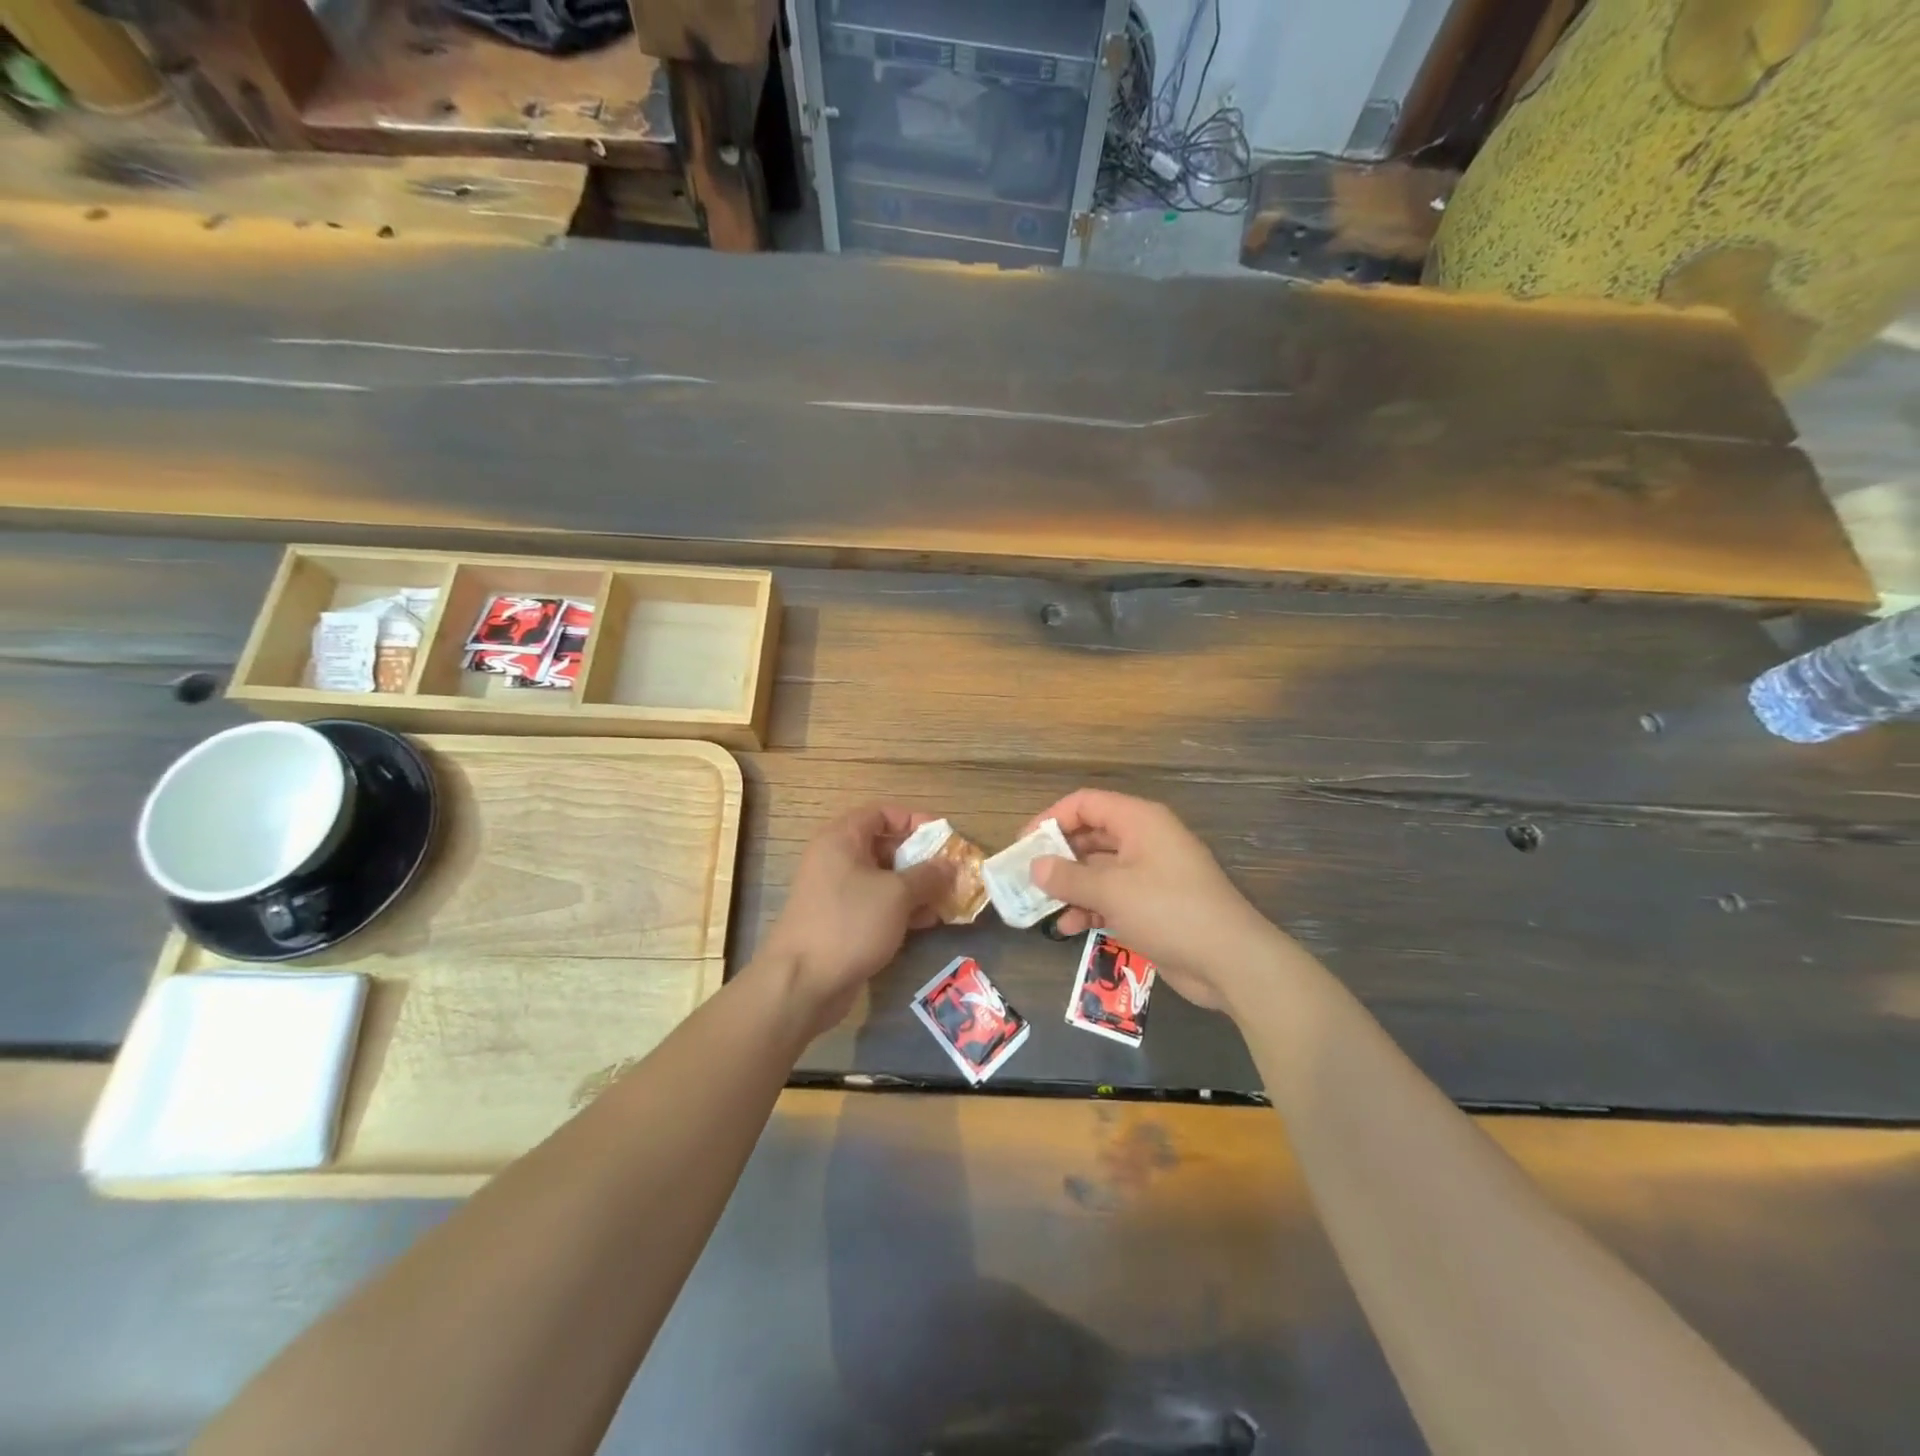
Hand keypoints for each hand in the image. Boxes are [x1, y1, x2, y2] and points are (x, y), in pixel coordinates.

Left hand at [759, 805, 952, 1037]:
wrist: (803, 982)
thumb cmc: (850, 922)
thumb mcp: (897, 894)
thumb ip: (928, 875)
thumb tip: (950, 865)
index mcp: (842, 838)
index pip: (881, 813)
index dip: (914, 820)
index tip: (943, 837)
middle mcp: (836, 859)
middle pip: (884, 846)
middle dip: (920, 858)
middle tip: (950, 871)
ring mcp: (837, 892)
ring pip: (883, 879)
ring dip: (915, 887)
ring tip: (947, 899)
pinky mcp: (841, 921)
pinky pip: (876, 904)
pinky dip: (901, 908)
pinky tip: (928, 921)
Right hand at [1026, 789, 1270, 1009]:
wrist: (1230, 961)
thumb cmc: (1170, 912)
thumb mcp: (1113, 892)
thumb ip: (1069, 878)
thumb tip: (1034, 866)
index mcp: (1139, 821)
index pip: (1086, 803)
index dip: (1052, 818)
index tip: (1024, 844)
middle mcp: (1144, 840)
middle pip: (1090, 836)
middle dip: (1058, 856)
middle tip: (1026, 878)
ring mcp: (1150, 873)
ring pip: (1098, 869)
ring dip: (1071, 887)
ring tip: (1041, 906)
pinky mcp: (1153, 904)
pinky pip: (1113, 896)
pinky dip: (1091, 907)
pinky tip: (1069, 928)